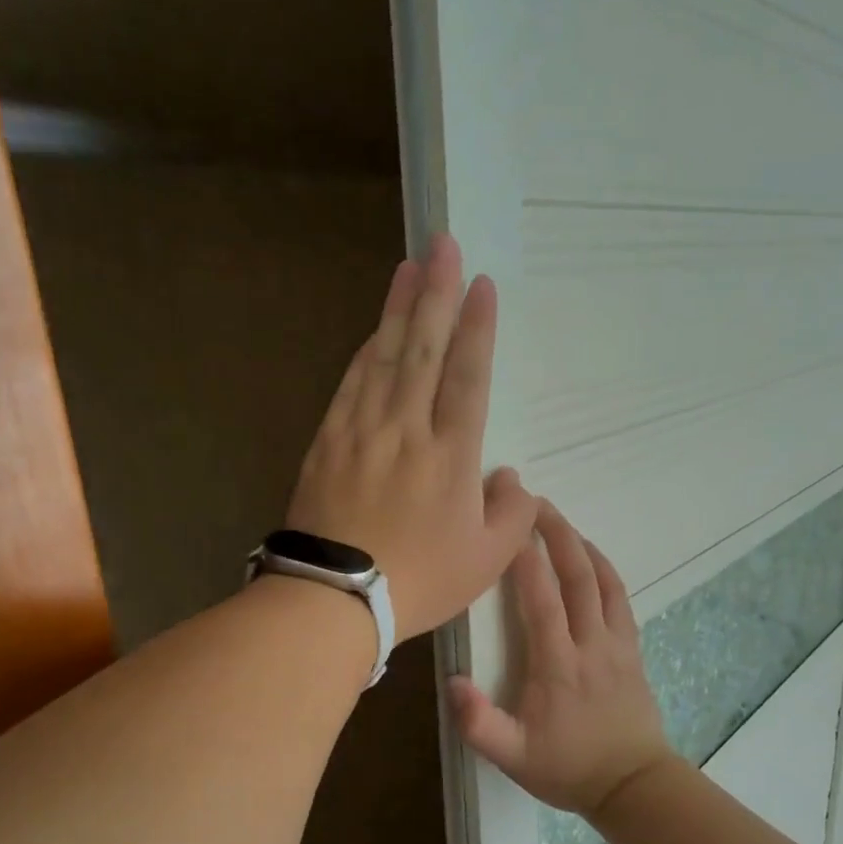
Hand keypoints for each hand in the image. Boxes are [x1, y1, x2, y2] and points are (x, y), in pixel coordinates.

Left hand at [287, 233, 537, 640]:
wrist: (335, 597)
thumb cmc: (420, 581)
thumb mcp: (486, 561)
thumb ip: (512, 516)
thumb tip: (512, 480)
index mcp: (451, 456)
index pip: (469, 377)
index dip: (478, 328)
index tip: (482, 285)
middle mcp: (408, 429)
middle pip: (425, 350)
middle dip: (437, 293)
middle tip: (443, 245)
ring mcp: (363, 431)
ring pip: (386, 357)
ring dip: (400, 309)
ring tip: (410, 267)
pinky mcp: (330, 441)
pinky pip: (352, 384)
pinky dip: (366, 352)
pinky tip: (376, 330)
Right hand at [449, 503, 675, 816]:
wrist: (633, 784)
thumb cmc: (568, 768)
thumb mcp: (513, 757)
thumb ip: (479, 723)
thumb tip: (451, 682)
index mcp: (558, 665)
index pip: (542, 600)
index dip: (525, 559)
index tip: (508, 525)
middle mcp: (590, 644)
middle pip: (577, 577)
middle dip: (556, 534)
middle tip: (535, 501)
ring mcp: (617, 643)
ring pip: (603, 581)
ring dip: (581, 544)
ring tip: (559, 519)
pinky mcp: (632, 648)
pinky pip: (620, 598)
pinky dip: (605, 569)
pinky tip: (593, 556)